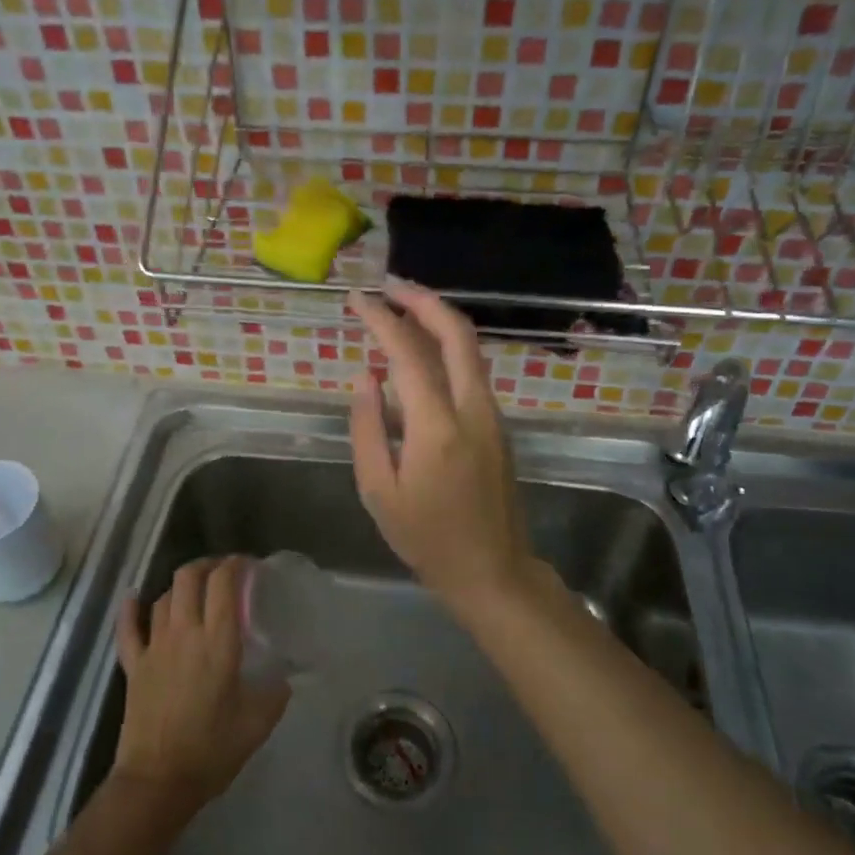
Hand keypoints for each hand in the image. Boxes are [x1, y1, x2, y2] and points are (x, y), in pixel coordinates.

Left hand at [112, 556, 288, 814]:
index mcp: (218, 642)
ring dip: (179, 587)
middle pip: (189, 578)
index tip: (248, 565)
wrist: (158, 781)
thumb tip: (284, 679)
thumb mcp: (257, 723)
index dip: (236, 565)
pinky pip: (127, 628)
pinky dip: (129, 608)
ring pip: (162, 598)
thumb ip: (275, 694)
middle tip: (223, 572)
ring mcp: (154, 647)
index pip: (224, 583)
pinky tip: (133, 597)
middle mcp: (184, 633)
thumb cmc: (211, 751)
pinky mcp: (134, 665)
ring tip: (194, 591)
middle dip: (207, 566)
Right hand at [346, 279, 535, 605]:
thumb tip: (366, 377)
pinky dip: (445, 348)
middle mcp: (472, 409)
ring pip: (469, 348)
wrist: (492, 569)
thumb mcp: (378, 491)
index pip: (409, 354)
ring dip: (437, 319)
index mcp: (437, 428)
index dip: (382, 320)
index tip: (356, 300)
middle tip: (388, 285)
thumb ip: (367, 428)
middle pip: (456, 333)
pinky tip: (420, 353)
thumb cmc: (427, 538)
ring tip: (400, 307)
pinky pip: (471, 371)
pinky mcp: (498, 424)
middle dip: (422, 299)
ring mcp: (492, 415)